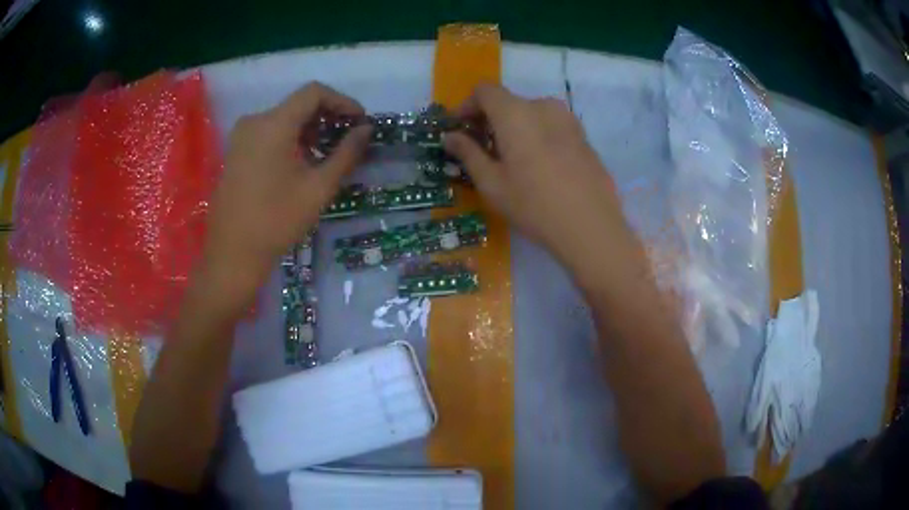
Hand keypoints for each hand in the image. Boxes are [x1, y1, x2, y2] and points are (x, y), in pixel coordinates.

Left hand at [201, 82, 369, 307]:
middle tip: (347, 141)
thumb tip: (365, 130)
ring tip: (325, 156)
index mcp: (274, 124)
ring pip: (283, 119)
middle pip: (297, 105)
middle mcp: (254, 121)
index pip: (313, 93)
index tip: (359, 122)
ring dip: (309, 130)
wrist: (233, 253)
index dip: (342, 101)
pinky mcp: (235, 152)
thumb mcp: (319, 187)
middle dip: (327, 117)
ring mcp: (241, 137)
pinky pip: (268, 133)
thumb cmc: (277, 220)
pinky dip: (290, 139)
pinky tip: (300, 164)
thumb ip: (346, 153)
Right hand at [444, 85, 632, 274]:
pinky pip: (552, 126)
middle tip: (483, 149)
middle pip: (509, 102)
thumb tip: (449, 136)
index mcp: (516, 113)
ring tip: (512, 159)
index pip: (485, 91)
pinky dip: (537, 135)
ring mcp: (568, 120)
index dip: (468, 105)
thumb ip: (468, 153)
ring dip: (515, 128)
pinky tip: (539, 166)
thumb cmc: (533, 205)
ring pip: (532, 114)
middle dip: (491, 120)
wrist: (591, 226)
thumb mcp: (492, 183)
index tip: (461, 128)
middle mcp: (543, 106)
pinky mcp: (584, 137)